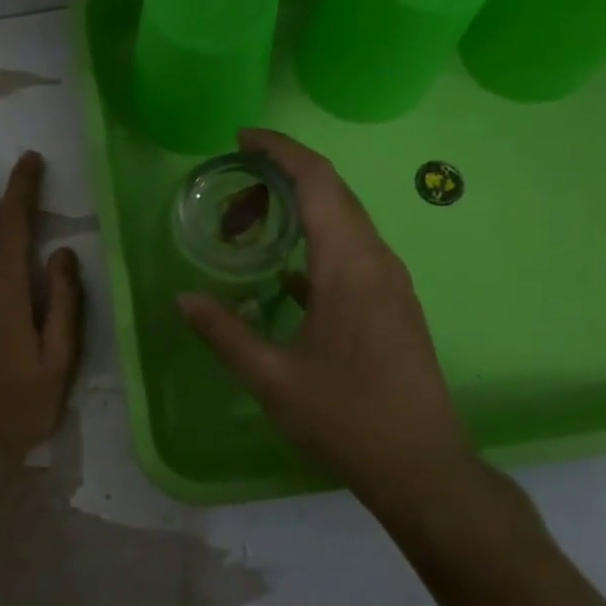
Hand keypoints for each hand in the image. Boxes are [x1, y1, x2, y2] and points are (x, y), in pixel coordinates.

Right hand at [178, 129, 481, 502]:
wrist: (422, 466)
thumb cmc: (345, 418)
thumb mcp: (271, 379)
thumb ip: (224, 333)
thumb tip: (184, 299)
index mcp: (348, 267)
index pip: (318, 182)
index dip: (281, 151)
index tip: (243, 140)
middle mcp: (376, 261)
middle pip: (332, 194)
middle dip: (282, 180)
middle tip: (232, 198)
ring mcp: (391, 283)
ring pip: (344, 222)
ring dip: (299, 213)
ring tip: (250, 230)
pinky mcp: (395, 304)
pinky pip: (352, 253)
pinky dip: (315, 244)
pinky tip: (283, 276)